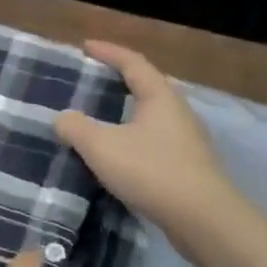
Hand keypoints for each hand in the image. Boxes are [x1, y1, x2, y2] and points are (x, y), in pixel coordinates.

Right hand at [54, 40, 238, 252]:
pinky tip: (121, 155)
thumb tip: (63, 118)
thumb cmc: (151, 171)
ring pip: (153, 117)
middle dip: (121, 80)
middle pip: (148, 86)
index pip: (133, 62)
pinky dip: (135, 139)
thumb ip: (76, 128)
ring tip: (104, 118)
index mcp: (160, 96)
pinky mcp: (189, 167)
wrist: (203, 219)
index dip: (108, 52)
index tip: (85, 46)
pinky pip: (156, 142)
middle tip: (95, 81)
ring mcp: (188, 141)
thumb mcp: (101, 146)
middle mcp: (178, 112)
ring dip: (128, 113)